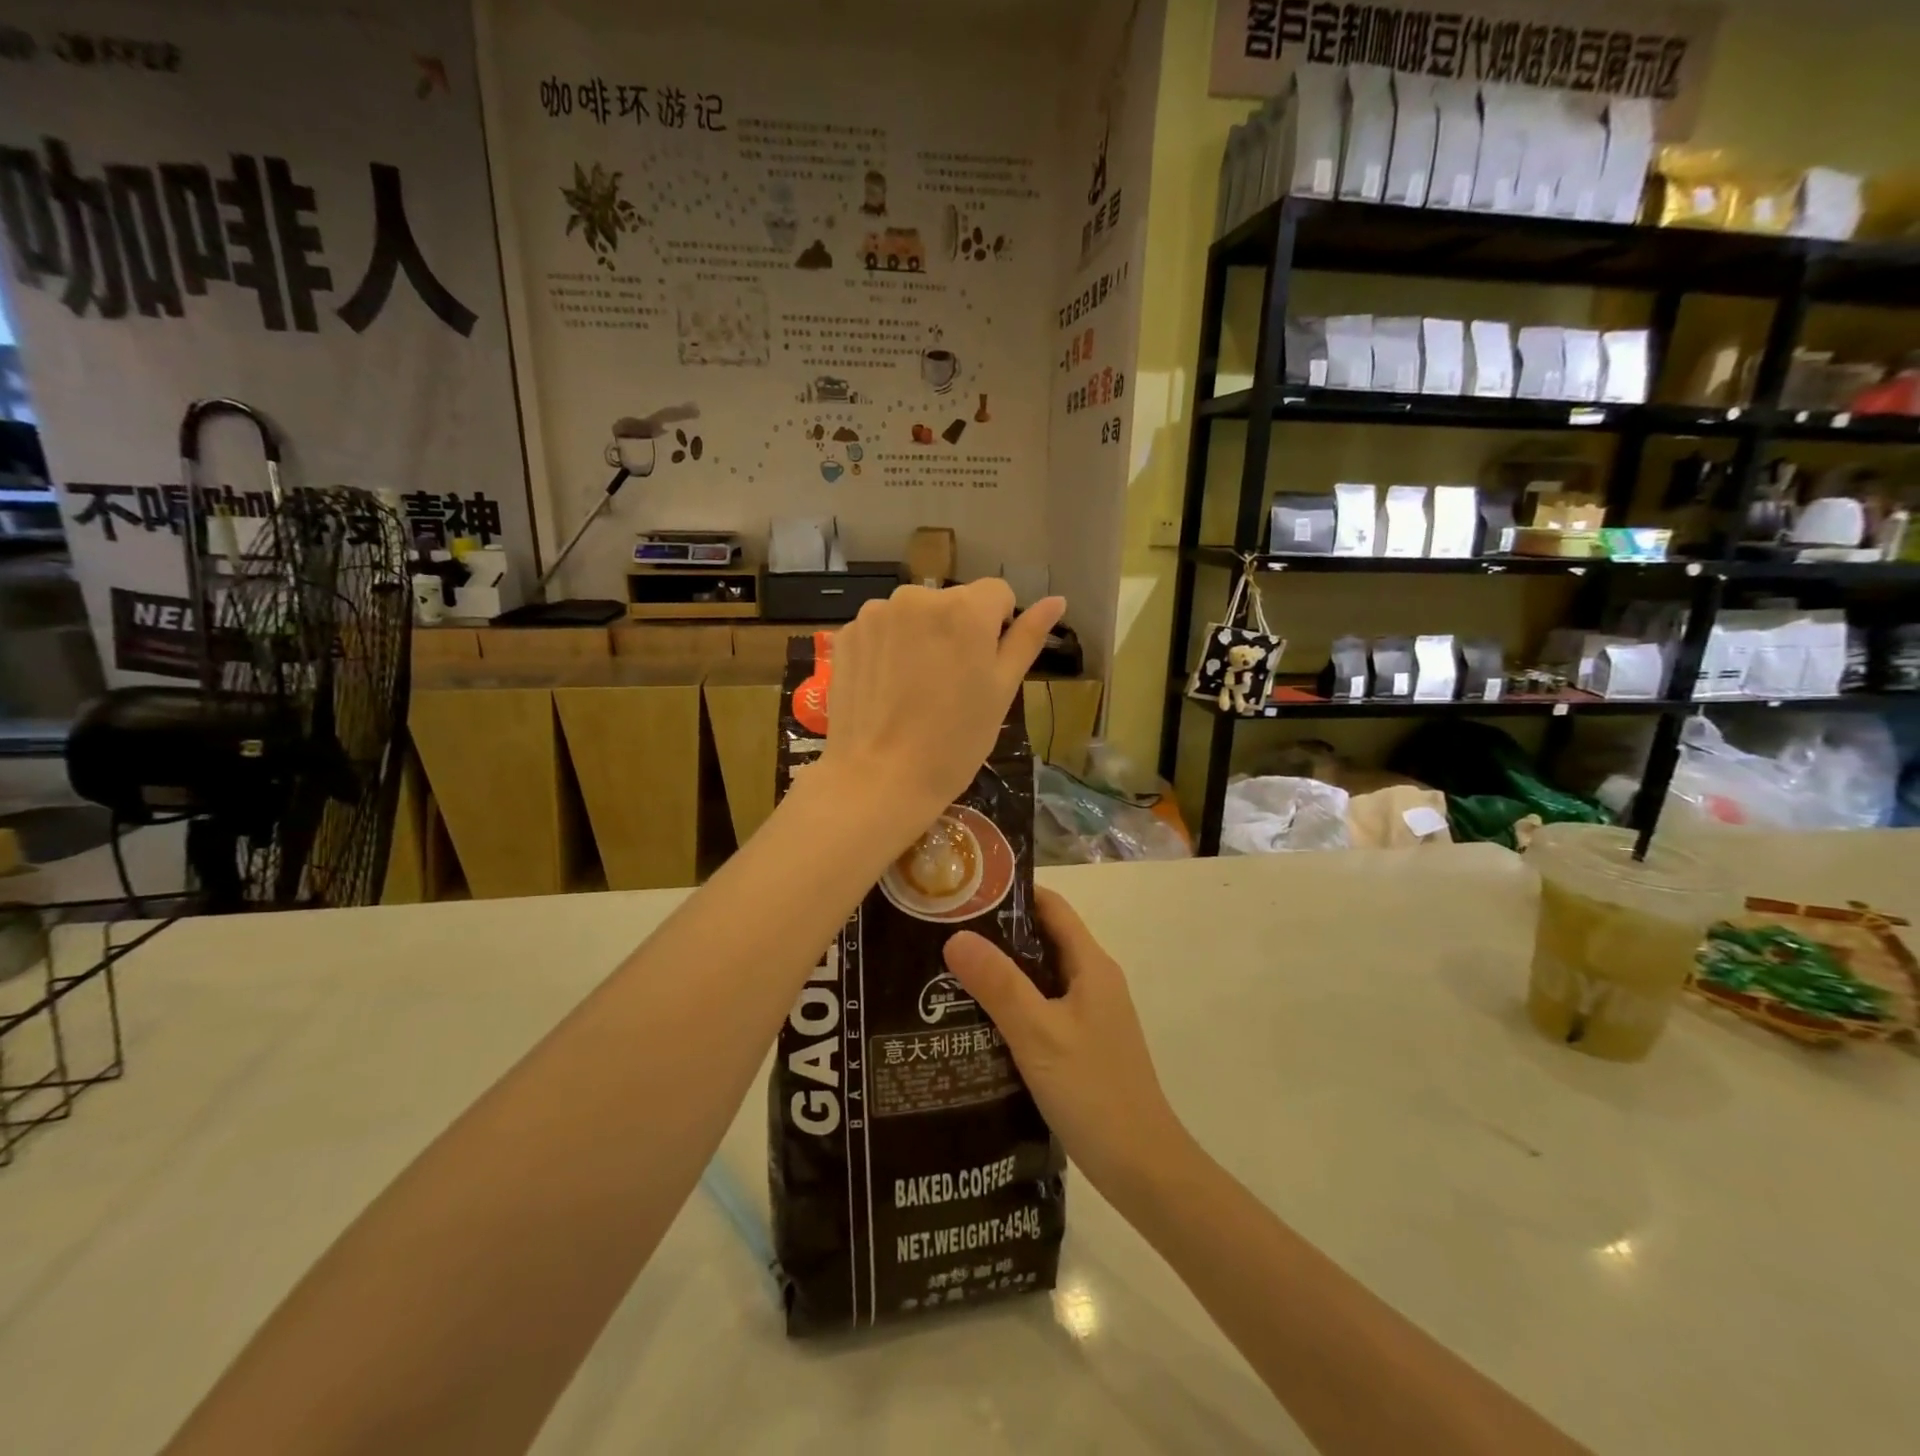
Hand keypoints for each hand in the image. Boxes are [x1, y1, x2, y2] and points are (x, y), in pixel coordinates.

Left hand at [820, 580, 1063, 829]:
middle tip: (950, 685)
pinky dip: (887, 649)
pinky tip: (885, 690)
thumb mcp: (1001, 691)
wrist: (879, 778)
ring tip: (914, 689)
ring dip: (920, 637)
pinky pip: (881, 630)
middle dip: (956, 631)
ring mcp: (877, 613)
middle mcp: (918, 597)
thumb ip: (1027, 639)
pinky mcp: (847, 634)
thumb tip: (1056, 600)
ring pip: (914, 615)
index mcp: (966, 609)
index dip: (998, 627)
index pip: (997, 593)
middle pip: (952, 603)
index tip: (984, 668)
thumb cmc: (954, 741)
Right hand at [943, 888, 1193, 1202]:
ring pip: (1040, 977)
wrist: (1143, 1169)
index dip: (1012, 893)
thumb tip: (956, 935)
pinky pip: (1042, 1009)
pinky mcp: (1082, 1045)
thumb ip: (999, 985)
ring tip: (948, 972)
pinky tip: (976, 1021)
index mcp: (1092, 966)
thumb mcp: (1038, 1034)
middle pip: (1043, 939)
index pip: (1052, 908)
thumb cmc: (1094, 1092)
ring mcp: (1090, 1015)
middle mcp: (1094, 982)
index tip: (965, 891)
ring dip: (1001, 971)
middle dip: (997, 933)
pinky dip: (1012, 1005)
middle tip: (943, 932)